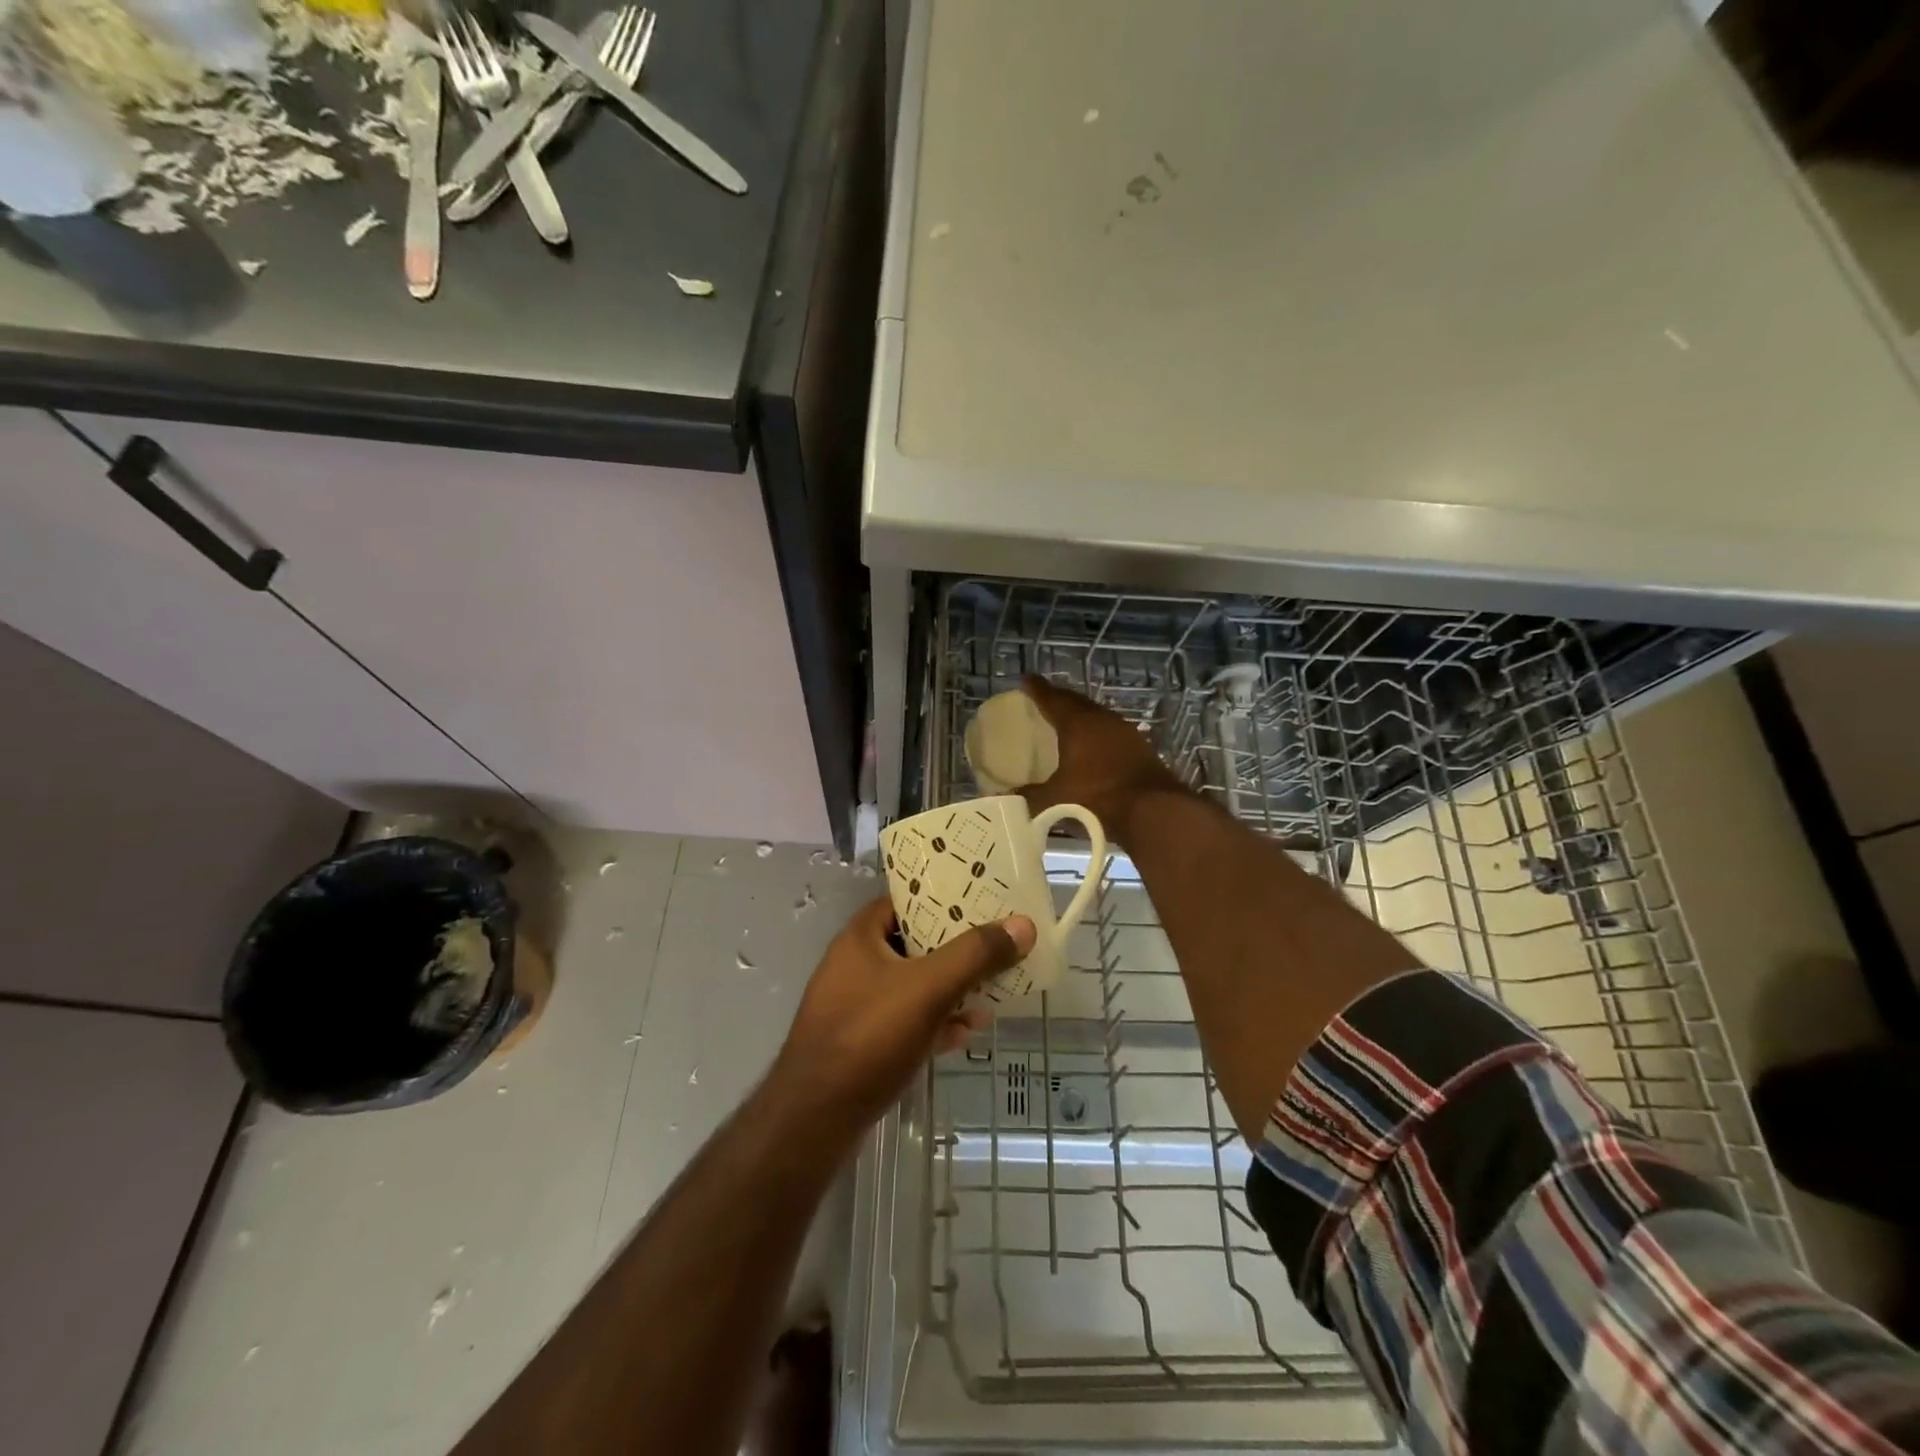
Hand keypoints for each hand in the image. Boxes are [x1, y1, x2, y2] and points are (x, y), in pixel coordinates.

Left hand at [770, 897, 1035, 1141]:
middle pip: (914, 944)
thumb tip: (1022, 924)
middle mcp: (854, 965)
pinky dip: (934, 1023)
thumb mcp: (929, 989)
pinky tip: (964, 1034)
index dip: (942, 898)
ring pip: (912, 986)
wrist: (815, 1119)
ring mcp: (855, 1006)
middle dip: (955, 950)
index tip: (980, 900)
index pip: (905, 901)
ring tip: (991, 994)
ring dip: (949, 989)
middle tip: (995, 947)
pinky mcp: (861, 1044)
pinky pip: (905, 1022)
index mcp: (860, 938)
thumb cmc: (869, 1037)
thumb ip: (975, 955)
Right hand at [1018, 674, 1186, 842]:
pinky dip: (1097, 733)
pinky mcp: (1140, 748)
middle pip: (1077, 702)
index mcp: (1078, 724)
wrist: (1153, 811)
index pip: (1052, 699)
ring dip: (1081, 714)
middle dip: (1059, 698)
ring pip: (1097, 715)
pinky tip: (1094, 745)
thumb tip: (1005, 796)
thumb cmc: (1097, 798)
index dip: (1037, 689)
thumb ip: (1029, 796)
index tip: (1026, 678)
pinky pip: (1111, 732)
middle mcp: (1102, 720)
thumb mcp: (1055, 800)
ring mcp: (1125, 732)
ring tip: (1068, 720)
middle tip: (1045, 697)